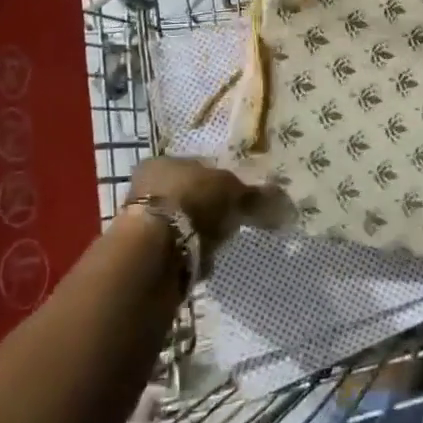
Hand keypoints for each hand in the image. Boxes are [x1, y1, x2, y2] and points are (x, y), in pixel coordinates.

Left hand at [128, 157, 265, 265]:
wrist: (154, 252)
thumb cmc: (191, 202)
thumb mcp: (231, 190)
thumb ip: (253, 193)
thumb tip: (280, 197)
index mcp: (162, 162)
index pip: (196, 167)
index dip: (220, 180)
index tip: (237, 196)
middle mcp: (145, 188)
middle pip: (189, 196)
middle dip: (210, 210)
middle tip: (230, 220)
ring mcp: (141, 224)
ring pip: (183, 225)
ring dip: (201, 235)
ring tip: (218, 243)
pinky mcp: (143, 255)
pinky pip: (178, 251)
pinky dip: (191, 256)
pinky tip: (203, 260)